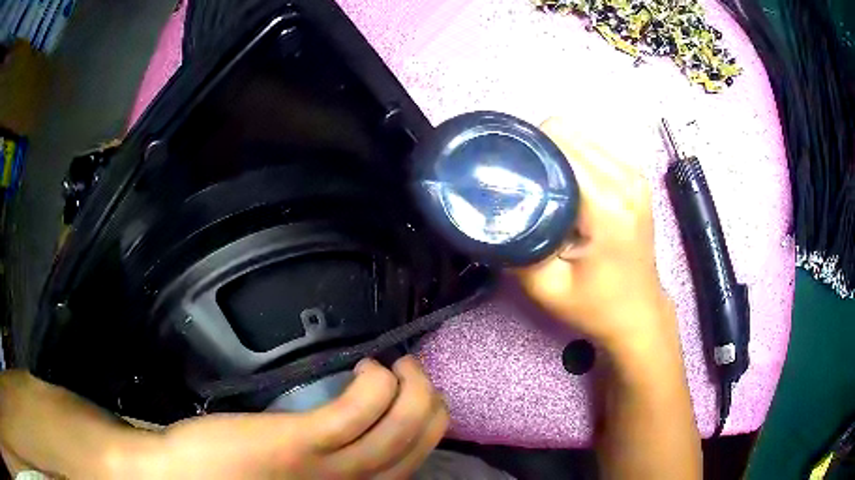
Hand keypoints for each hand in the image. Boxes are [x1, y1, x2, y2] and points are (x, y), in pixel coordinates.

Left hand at [121, 356, 447, 478]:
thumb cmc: (235, 479)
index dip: (426, 426)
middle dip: (429, 403)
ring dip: (412, 388)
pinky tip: (367, 368)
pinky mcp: (301, 444)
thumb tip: (357, 435)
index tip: (414, 398)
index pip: (413, 462)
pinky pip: (359, 411)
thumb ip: (328, 467)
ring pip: (400, 428)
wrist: (182, 479)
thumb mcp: (298, 479)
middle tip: (413, 374)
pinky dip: (376, 385)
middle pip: (417, 444)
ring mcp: (330, 469)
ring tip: (398, 365)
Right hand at [516, 118, 675, 354]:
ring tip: (545, 190)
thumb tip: (492, 209)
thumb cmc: (596, 307)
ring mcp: (634, 176)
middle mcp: (626, 179)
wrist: (639, 315)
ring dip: (556, 156)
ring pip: (580, 138)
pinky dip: (574, 162)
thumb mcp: (547, 288)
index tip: (505, 171)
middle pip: (568, 133)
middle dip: (539, 153)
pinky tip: (568, 192)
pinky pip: (594, 150)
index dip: (525, 151)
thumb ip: (517, 246)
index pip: (558, 144)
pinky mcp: (635, 178)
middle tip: (524, 186)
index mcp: (608, 205)